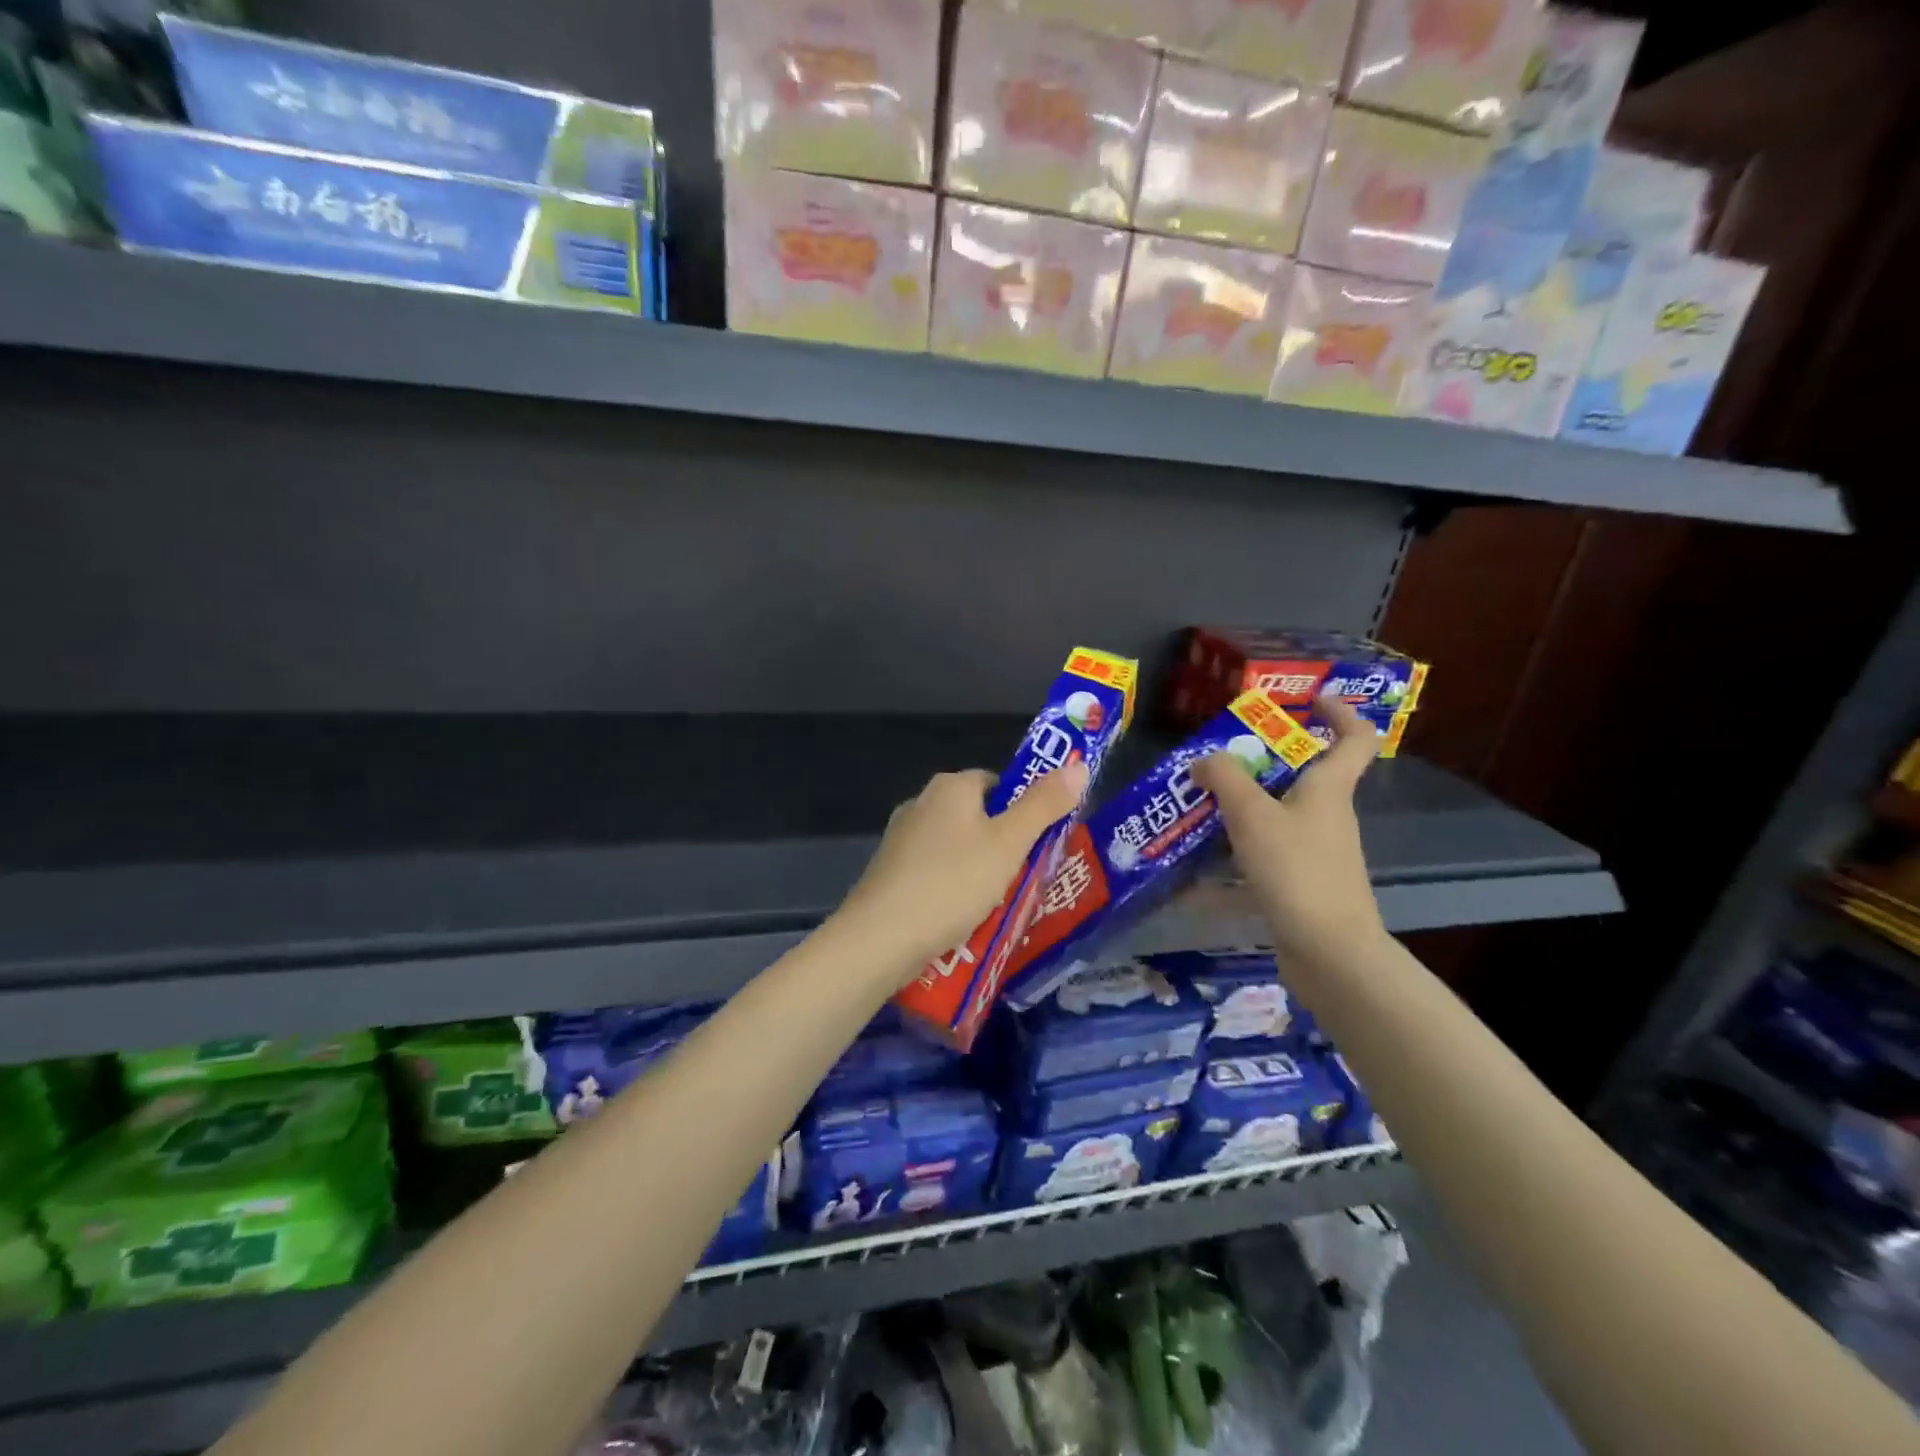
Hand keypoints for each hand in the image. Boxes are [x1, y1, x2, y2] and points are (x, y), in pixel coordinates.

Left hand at [832, 761, 1090, 977]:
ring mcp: (900, 838)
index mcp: (950, 787)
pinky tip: (963, 917)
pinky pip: (934, 872)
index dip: (1024, 807)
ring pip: (955, 847)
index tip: (1043, 841)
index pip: (998, 783)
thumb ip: (1044, 805)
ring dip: (978, 869)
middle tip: (1028, 875)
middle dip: (1003, 844)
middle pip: (977, 816)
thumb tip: (1078, 765)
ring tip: (1002, 903)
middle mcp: (921, 803)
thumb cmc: (953, 882)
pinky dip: (952, 888)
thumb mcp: (1009, 843)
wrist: (881, 937)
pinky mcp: (889, 872)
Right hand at [1193, 695, 1385, 969]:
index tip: (1307, 701)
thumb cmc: (1297, 871)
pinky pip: (1263, 856)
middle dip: (1261, 763)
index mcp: (1329, 790)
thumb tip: (1205, 760)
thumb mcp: (1253, 816)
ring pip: (1277, 816)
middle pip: (1303, 776)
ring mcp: (1316, 853)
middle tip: (1217, 759)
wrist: (1329, 953)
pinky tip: (1196, 868)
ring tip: (1196, 807)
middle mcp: (1327, 817)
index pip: (1355, 737)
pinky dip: (1234, 855)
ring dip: (1241, 808)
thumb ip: (1225, 779)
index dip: (1339, 712)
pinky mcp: (1300, 885)